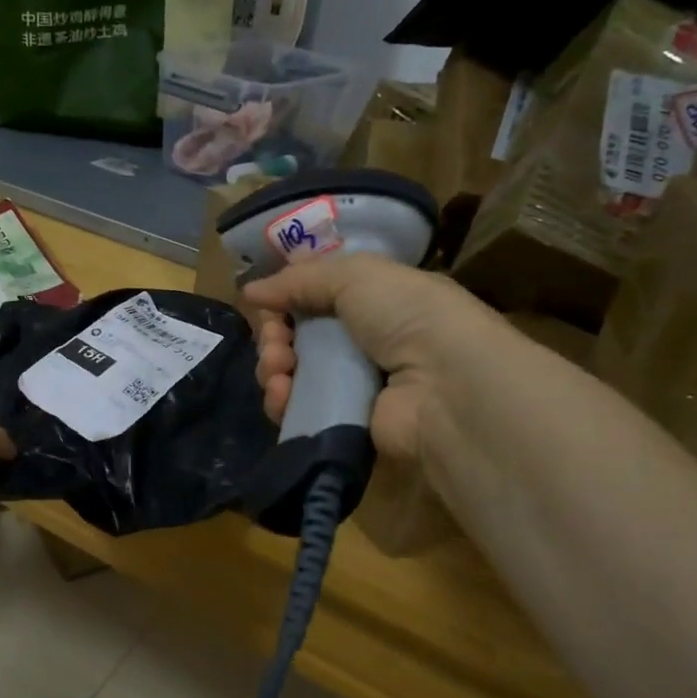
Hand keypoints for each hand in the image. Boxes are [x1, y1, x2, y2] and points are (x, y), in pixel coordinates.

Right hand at [244, 254, 498, 470]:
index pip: (317, 297)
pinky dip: (282, 401)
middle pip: (299, 336)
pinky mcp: (344, 423)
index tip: (269, 303)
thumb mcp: (357, 275)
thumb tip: (250, 291)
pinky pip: (298, 410)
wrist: (446, 387)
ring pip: (293, 373)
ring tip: (279, 369)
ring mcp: (354, 385)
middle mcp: (365, 341)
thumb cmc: (408, 316)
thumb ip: (299, 279)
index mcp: (376, 301)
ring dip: (274, 367)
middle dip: (276, 335)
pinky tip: (281, 395)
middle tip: (276, 340)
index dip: (288, 298)